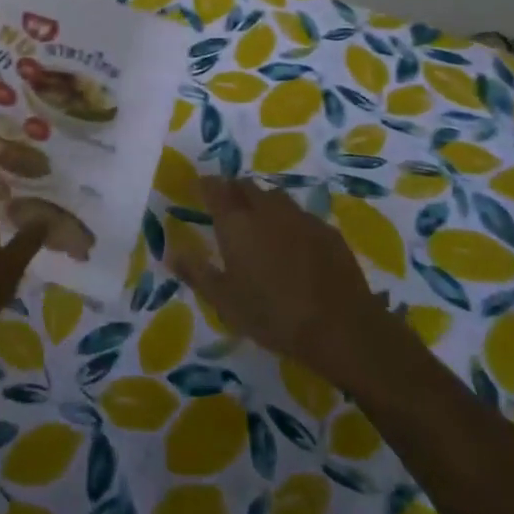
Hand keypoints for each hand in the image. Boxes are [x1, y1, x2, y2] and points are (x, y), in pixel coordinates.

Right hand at [168, 177, 399, 391]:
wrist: (343, 328)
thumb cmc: (273, 315)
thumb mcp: (224, 301)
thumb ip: (196, 272)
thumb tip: (170, 252)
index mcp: (236, 222)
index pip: (215, 188)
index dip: (205, 185)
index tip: (198, 188)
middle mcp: (266, 210)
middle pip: (246, 186)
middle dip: (233, 189)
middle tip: (226, 205)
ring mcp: (301, 217)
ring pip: (275, 197)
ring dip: (261, 201)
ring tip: (258, 220)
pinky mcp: (328, 231)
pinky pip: (300, 215)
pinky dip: (289, 220)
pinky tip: (292, 242)